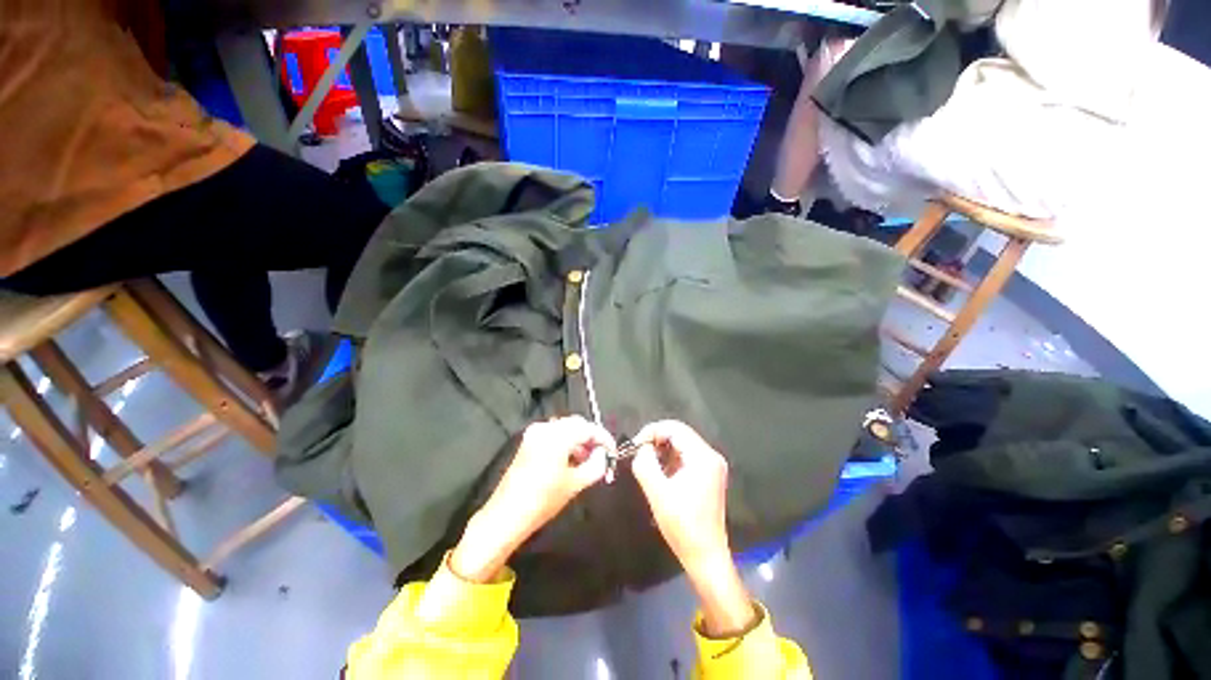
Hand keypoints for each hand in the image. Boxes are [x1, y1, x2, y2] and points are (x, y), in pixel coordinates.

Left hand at [451, 416, 614, 581]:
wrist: (506, 515)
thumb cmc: (543, 500)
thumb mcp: (575, 484)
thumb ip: (596, 465)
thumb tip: (604, 454)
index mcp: (557, 436)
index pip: (588, 428)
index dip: (604, 438)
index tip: (613, 452)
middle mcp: (545, 427)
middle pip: (577, 424)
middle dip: (591, 437)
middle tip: (601, 455)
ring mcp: (534, 433)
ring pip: (565, 428)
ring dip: (579, 439)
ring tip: (588, 459)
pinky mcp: (529, 441)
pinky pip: (554, 433)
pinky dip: (566, 441)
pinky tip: (571, 458)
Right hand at [631, 420, 731, 569]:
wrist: (705, 556)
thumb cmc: (682, 526)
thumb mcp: (657, 492)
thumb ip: (645, 463)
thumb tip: (641, 448)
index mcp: (703, 457)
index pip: (674, 428)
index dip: (652, 431)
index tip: (636, 445)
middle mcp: (711, 456)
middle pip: (680, 434)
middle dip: (657, 440)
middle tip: (639, 453)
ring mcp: (712, 466)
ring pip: (682, 445)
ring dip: (663, 450)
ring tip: (648, 463)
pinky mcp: (709, 476)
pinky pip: (686, 457)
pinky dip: (671, 459)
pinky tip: (660, 472)